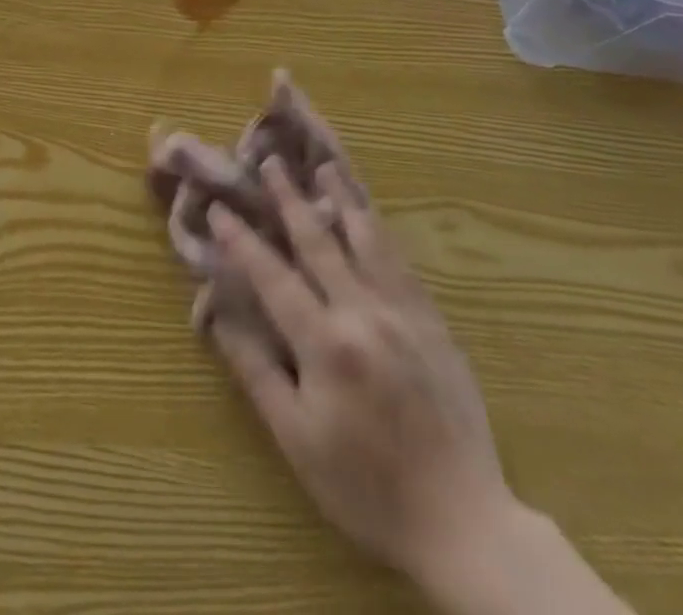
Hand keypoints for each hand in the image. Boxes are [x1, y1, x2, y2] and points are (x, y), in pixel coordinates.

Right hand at [202, 158, 515, 588]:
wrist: (463, 522)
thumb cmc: (366, 486)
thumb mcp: (297, 438)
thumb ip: (256, 370)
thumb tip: (219, 314)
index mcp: (326, 343)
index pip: (272, 276)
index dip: (241, 240)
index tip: (219, 207)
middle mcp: (364, 314)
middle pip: (319, 242)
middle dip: (290, 199)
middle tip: (271, 161)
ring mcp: (404, 313)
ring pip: (367, 240)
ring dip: (342, 199)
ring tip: (326, 167)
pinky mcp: (434, 323)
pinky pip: (402, 263)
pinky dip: (380, 231)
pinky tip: (370, 215)